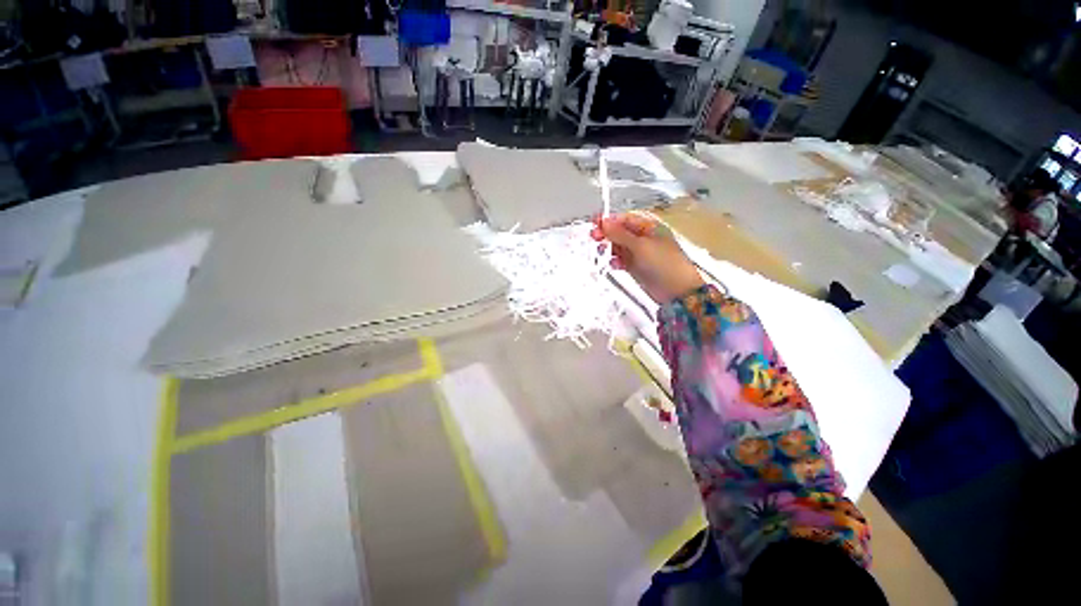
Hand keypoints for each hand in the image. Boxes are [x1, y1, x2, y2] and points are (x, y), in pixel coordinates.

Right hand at [591, 213, 703, 303]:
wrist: (676, 291)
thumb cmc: (664, 264)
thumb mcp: (640, 245)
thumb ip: (620, 234)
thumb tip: (604, 221)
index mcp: (649, 227)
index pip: (625, 219)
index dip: (610, 220)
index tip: (595, 222)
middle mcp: (644, 239)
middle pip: (621, 232)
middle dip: (607, 234)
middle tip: (595, 237)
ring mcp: (640, 254)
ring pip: (619, 246)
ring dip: (610, 248)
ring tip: (603, 251)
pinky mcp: (637, 267)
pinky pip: (622, 260)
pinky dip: (616, 261)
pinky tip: (614, 264)